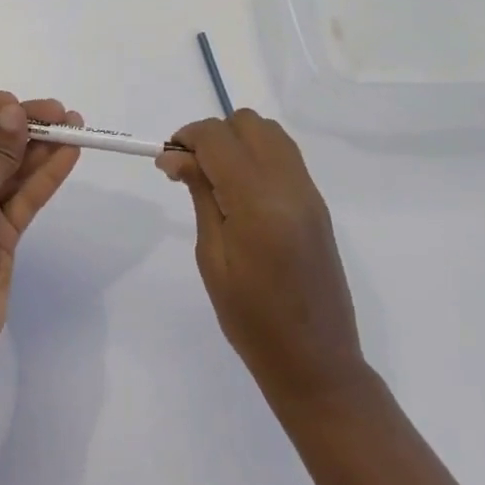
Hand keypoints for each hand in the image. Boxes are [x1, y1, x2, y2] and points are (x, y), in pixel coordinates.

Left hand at [0, 92, 81, 392]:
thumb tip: (16, 112)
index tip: (19, 103)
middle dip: (22, 127)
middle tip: (60, 113)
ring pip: (12, 169)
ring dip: (40, 148)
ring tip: (74, 126)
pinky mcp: (2, 234)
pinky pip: (25, 196)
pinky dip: (46, 176)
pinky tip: (69, 155)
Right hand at [157, 110, 366, 409]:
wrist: (316, 362)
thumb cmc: (251, 320)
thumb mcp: (212, 258)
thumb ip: (201, 195)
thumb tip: (176, 156)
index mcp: (258, 201)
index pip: (218, 137)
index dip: (187, 138)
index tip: (167, 162)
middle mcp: (289, 185)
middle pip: (247, 123)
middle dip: (213, 134)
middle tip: (191, 170)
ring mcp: (309, 192)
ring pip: (269, 132)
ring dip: (237, 141)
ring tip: (216, 178)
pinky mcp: (317, 203)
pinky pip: (285, 155)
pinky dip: (258, 155)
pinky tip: (242, 191)